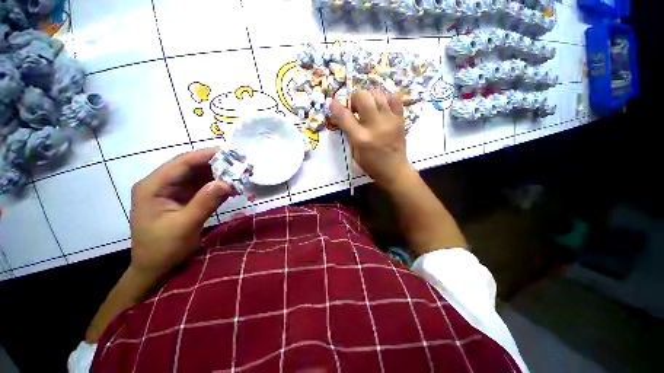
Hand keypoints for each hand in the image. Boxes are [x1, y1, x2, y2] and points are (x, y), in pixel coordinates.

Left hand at [129, 148, 231, 283]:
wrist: (155, 269)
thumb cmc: (163, 249)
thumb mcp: (185, 226)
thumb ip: (205, 202)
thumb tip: (228, 182)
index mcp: (153, 187)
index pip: (181, 163)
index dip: (206, 156)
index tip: (231, 153)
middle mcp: (161, 184)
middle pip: (191, 167)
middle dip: (216, 164)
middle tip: (240, 164)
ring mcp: (172, 191)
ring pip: (198, 175)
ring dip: (219, 174)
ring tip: (239, 173)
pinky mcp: (182, 199)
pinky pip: (202, 187)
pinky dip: (217, 185)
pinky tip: (231, 185)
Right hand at [330, 90, 414, 188]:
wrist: (394, 170)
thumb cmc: (371, 164)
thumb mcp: (354, 152)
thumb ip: (349, 133)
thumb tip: (343, 116)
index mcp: (361, 138)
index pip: (345, 116)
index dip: (335, 106)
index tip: (332, 102)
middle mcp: (375, 126)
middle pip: (363, 97)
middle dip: (355, 98)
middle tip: (354, 107)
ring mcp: (390, 121)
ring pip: (378, 94)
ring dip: (369, 98)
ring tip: (368, 107)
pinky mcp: (401, 119)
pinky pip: (394, 99)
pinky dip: (386, 99)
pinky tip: (382, 108)